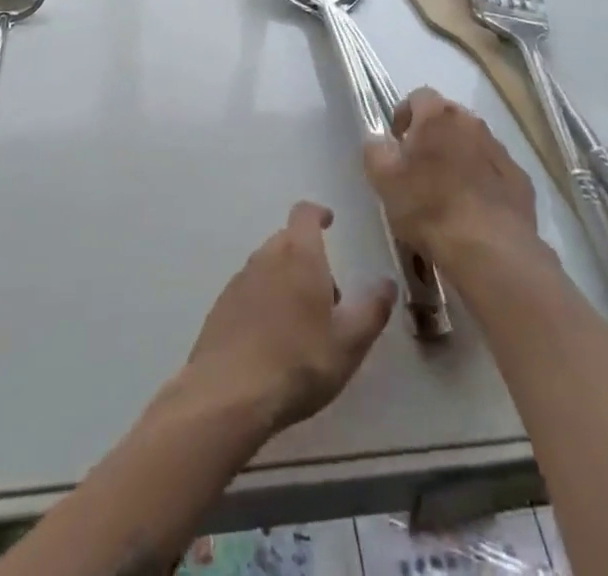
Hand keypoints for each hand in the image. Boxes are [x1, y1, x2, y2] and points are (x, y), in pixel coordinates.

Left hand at [185, 202, 394, 435]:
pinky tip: (271, 341)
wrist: (228, 395)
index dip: (318, 214)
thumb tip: (387, 283)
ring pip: (267, 266)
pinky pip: (249, 292)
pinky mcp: (221, 307)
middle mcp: (266, 256)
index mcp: (299, 253)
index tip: (329, 222)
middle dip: (308, 257)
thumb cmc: (298, 362)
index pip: (305, 213)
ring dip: (285, 281)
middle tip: (326, 296)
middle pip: (288, 241)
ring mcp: (239, 280)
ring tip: (300, 325)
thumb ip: (372, 309)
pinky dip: (263, 302)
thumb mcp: (349, 342)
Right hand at [364, 88, 539, 270]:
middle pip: (448, 118)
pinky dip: (483, 182)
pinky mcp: (521, 180)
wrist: (489, 249)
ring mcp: (500, 151)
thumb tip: (379, 141)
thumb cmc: (429, 207)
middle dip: (433, 136)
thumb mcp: (384, 180)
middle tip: (419, 168)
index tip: (397, 142)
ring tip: (447, 193)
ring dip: (459, 157)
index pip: (419, 96)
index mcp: (438, 116)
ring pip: (474, 144)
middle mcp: (472, 123)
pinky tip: (474, 211)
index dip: (405, 115)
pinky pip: (495, 172)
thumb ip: (375, 151)